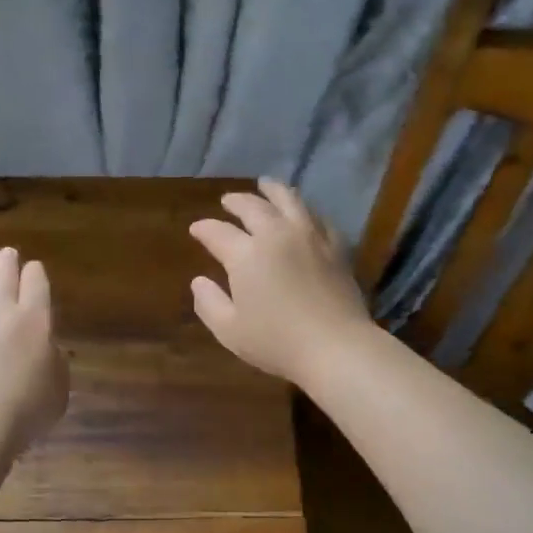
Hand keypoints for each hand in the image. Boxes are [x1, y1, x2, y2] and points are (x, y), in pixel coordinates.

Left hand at [0, 245, 69, 450]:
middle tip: (6, 253)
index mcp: (34, 319)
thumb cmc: (23, 411)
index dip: (35, 273)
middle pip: (2, 274)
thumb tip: (46, 348)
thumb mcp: (58, 389)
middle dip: (6, 260)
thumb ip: (55, 361)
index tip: (34, 270)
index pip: (36, 282)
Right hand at [190, 179, 373, 385]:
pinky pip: (319, 218)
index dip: (204, 228)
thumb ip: (209, 303)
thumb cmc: (277, 343)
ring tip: (266, 185)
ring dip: (273, 190)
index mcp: (246, 254)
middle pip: (253, 207)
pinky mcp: (336, 247)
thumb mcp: (230, 330)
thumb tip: (199, 281)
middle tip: (228, 201)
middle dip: (236, 201)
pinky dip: (305, 210)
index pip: (218, 232)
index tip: (196, 229)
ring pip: (289, 201)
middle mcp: (276, 235)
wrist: (336, 347)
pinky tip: (304, 213)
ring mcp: (310, 237)